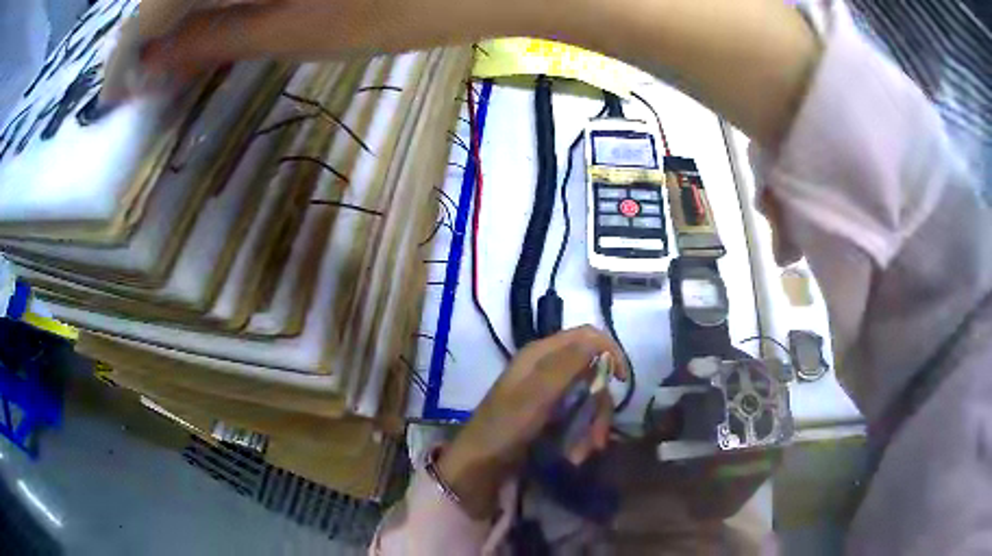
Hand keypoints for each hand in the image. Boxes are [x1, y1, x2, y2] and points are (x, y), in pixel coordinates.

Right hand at [139, 0, 533, 73]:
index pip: (150, 7)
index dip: (126, 53)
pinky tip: (213, 15)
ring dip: (180, 13)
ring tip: (170, 55)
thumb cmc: (399, 4)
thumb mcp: (293, 30)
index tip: (115, 96)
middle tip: (144, 78)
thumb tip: (149, 67)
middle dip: (149, 33)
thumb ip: (211, 40)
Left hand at [438, 325, 627, 518]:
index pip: (587, 336)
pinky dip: (582, 436)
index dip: (610, 351)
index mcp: (541, 354)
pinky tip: (576, 456)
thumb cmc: (504, 427)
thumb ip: (566, 365)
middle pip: (593, 374)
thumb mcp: (536, 395)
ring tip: (582, 455)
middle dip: (599, 407)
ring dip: (591, 428)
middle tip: (598, 438)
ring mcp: (549, 393)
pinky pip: (578, 417)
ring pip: (589, 400)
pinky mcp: (550, 414)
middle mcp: (547, 368)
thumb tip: (598, 340)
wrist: (479, 464)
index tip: (621, 380)